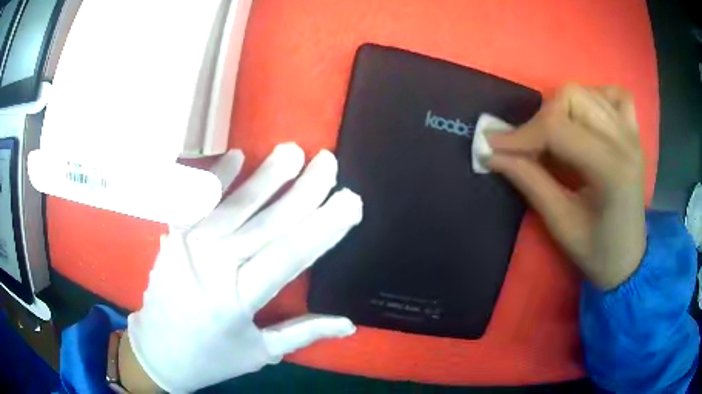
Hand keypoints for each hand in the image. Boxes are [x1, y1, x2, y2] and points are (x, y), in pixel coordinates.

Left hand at [125, 143, 362, 392]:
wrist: (158, 351)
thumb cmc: (211, 357)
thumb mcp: (260, 353)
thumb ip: (303, 334)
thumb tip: (349, 325)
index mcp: (239, 299)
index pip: (291, 254)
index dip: (324, 226)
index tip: (351, 201)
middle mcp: (213, 265)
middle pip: (267, 222)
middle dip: (303, 190)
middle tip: (328, 161)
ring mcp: (188, 245)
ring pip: (235, 204)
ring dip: (265, 176)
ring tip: (292, 151)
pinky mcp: (173, 236)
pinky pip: (196, 200)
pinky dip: (216, 177)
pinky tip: (237, 155)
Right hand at [487, 85, 645, 289]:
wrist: (628, 258)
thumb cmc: (597, 251)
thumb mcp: (560, 224)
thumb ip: (529, 182)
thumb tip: (492, 154)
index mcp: (611, 169)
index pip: (558, 128)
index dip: (521, 134)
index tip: (493, 145)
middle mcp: (624, 141)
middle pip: (572, 97)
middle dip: (541, 119)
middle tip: (528, 148)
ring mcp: (631, 132)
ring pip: (585, 92)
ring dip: (560, 109)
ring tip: (554, 138)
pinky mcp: (633, 131)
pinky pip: (613, 95)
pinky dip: (594, 98)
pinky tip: (587, 118)